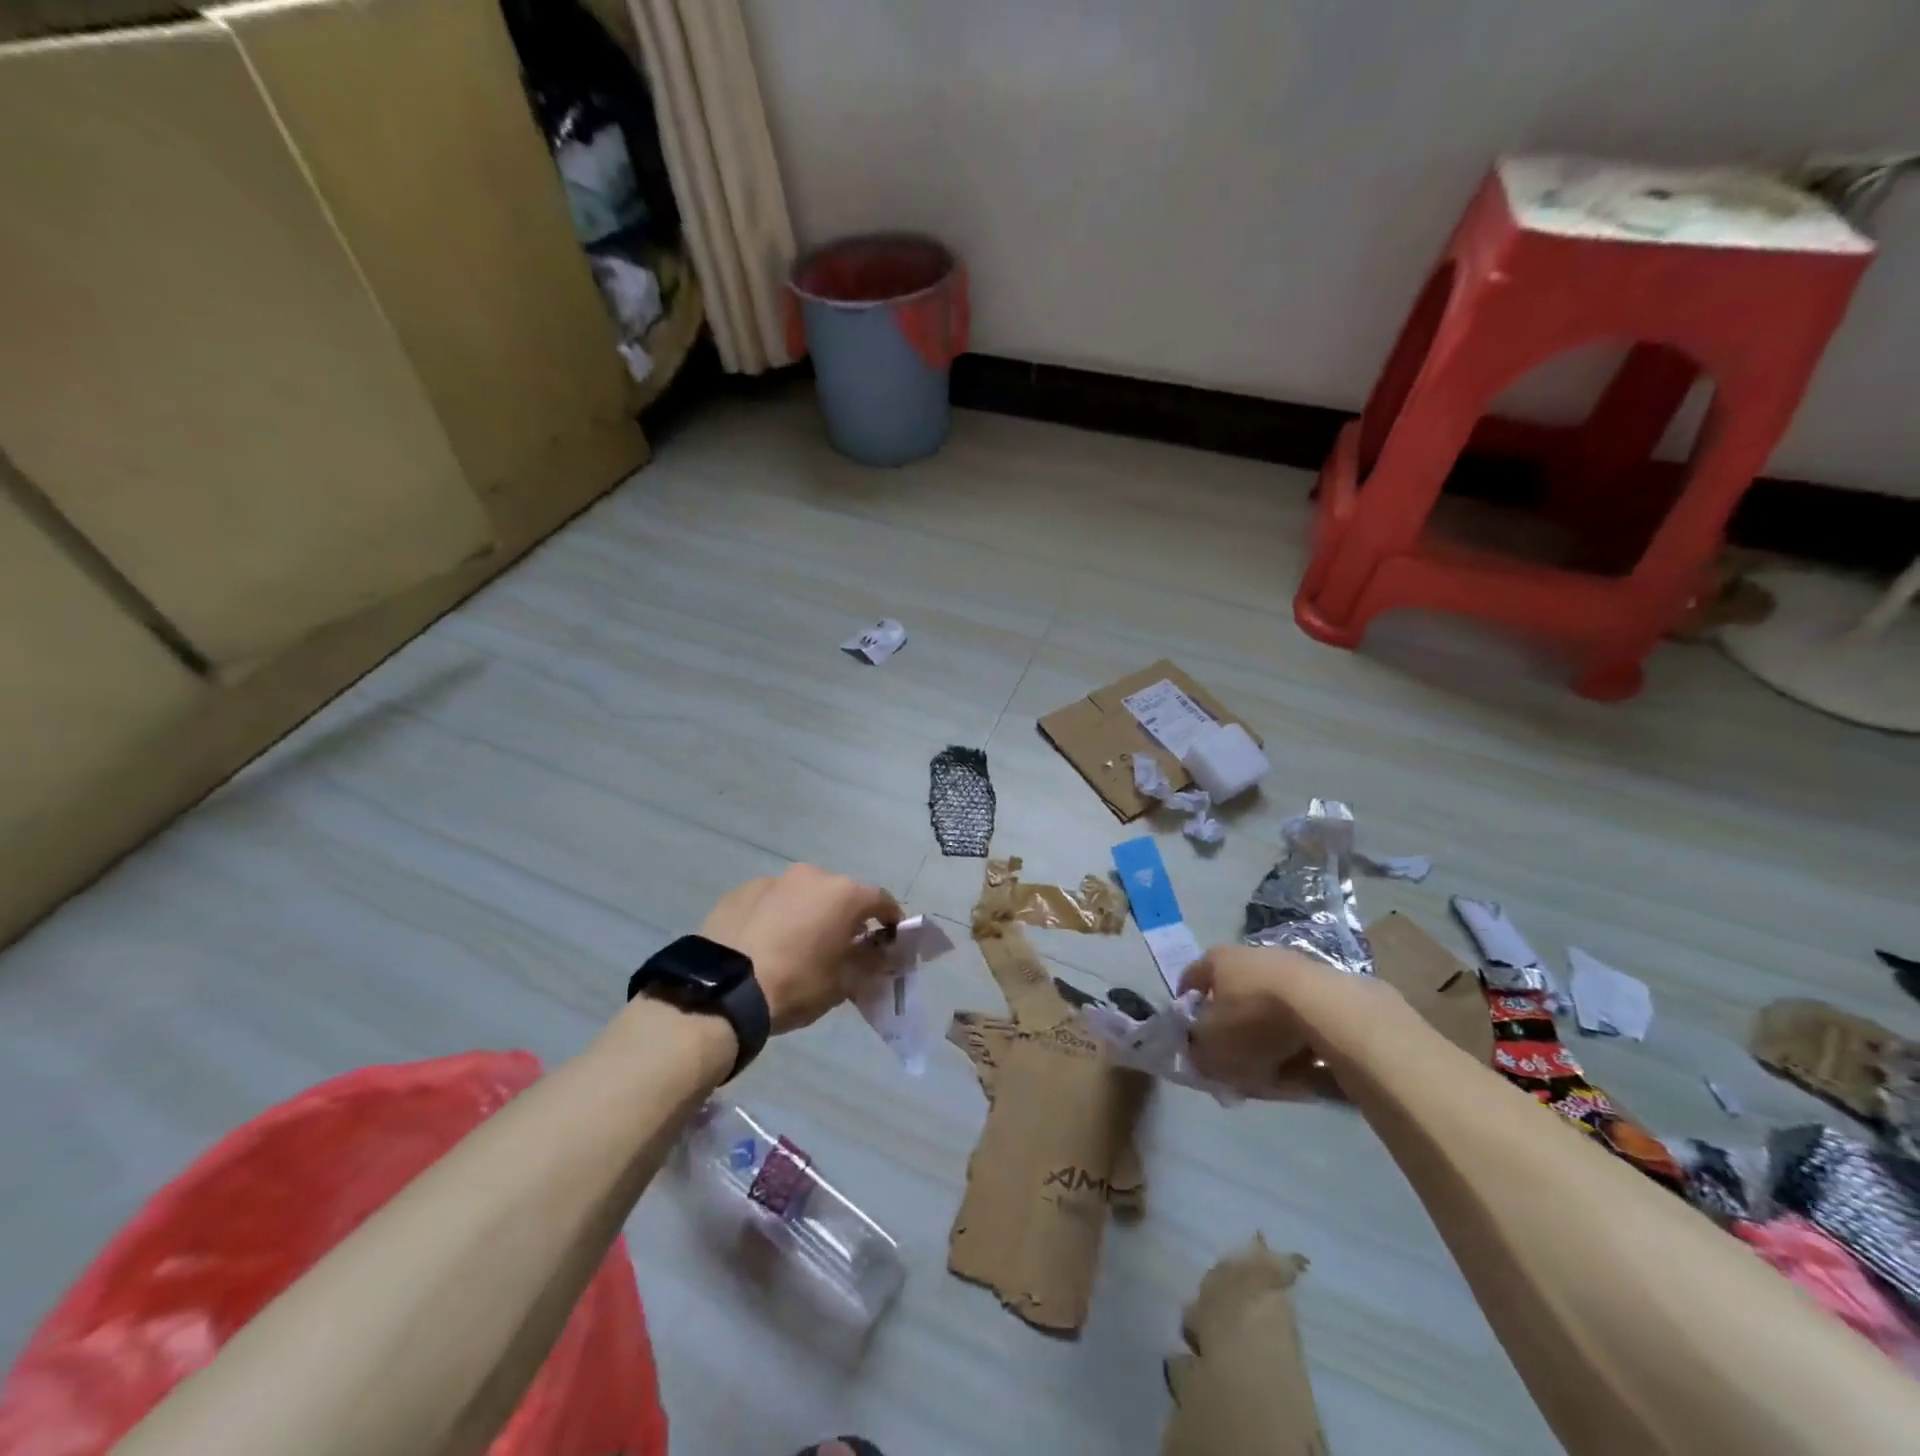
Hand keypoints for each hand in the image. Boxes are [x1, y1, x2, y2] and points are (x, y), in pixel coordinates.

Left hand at [700, 865, 902, 1032]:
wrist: (722, 989)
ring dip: (807, 913)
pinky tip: (764, 944)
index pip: (882, 901)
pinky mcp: (740, 891)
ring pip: (802, 895)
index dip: (890, 921)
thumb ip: (866, 964)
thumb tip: (877, 955)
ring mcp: (773, 880)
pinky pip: (769, 901)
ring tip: (797, 945)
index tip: (890, 941)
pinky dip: (775, 916)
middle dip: (845, 917)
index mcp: (844, 894)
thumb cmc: (795, 984)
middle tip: (840, 946)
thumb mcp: (841, 984)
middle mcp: (812, 876)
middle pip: (839, 894)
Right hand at [1180, 945, 1398, 1098]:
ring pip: (1269, 1010)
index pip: (1192, 978)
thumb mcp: (1211, 1046)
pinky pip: (1302, 1020)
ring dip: (1267, 1039)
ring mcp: (1291, 967)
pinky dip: (1299, 1043)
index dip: (1187, 1007)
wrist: (1327, 1012)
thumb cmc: (1253, 1021)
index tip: (1190, 1034)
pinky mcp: (1325, 987)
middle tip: (1234, 1061)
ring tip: (1273, 1074)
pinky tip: (1304, 1071)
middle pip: (1234, 995)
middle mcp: (1251, 955)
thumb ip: (1197, 1050)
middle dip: (1232, 1029)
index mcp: (1217, 959)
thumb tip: (1198, 1051)